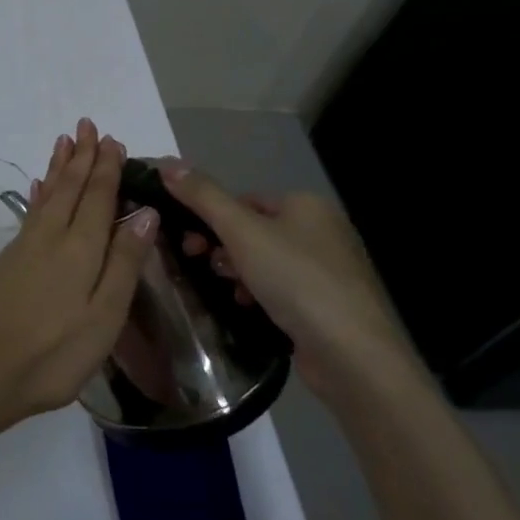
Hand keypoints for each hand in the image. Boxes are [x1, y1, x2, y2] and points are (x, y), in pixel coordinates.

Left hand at [0, 120, 155, 438]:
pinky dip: (38, 194)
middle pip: (70, 187)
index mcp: (81, 248)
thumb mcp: (104, 316)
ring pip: (47, 194)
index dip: (106, 167)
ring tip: (64, 142)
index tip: (112, 140)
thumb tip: (145, 213)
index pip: (98, 196)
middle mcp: (51, 236)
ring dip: (58, 167)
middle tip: (87, 125)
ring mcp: (25, 246)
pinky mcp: (9, 260)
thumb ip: (124, 263)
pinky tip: (37, 188)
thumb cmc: (54, 352)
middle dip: (81, 156)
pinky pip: (30, 212)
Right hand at [161, 162, 424, 405]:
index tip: (189, 242)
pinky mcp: (329, 306)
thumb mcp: (241, 231)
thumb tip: (167, 163)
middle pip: (253, 230)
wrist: (353, 356)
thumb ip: (203, 196)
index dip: (211, 217)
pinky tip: (249, 309)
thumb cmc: (296, 280)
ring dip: (238, 273)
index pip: (243, 199)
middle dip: (223, 247)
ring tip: (229, 291)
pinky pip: (282, 289)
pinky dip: (260, 295)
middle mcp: (322, 230)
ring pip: (265, 261)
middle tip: (201, 264)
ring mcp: (329, 270)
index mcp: (306, 204)